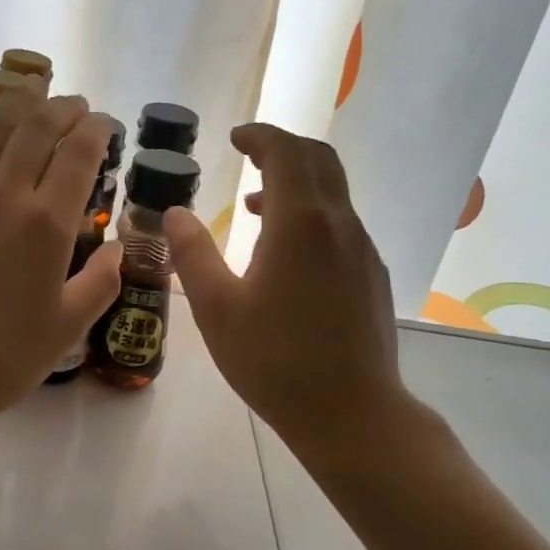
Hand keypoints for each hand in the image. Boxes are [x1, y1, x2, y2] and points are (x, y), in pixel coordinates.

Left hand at [0, 96, 120, 434]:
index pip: (79, 153)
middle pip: (37, 127)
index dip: (97, 130)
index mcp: (46, 224)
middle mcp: (3, 194)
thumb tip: (117, 250)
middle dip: (63, 108)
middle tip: (77, 107)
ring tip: (32, 98)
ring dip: (17, 104)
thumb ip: (101, 283)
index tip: (106, 125)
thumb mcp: (66, 329)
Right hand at [165, 124, 407, 456]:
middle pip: (319, 160)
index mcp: (300, 223)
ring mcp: (363, 250)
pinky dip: (313, 215)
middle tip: (249, 156)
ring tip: (256, 206)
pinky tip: (288, 254)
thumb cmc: (275, 362)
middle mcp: (339, 224)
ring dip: (298, 184)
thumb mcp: (218, 310)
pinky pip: (342, 225)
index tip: (235, 137)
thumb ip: (193, 255)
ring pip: (334, 193)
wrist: (351, 412)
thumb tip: (176, 213)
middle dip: (284, 149)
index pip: (286, 152)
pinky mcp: (373, 276)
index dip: (260, 136)